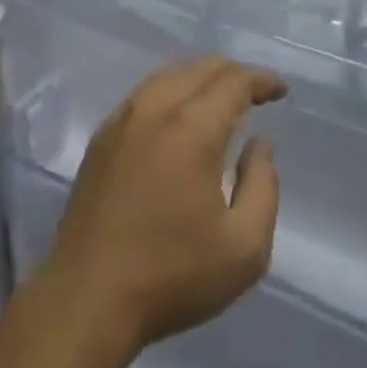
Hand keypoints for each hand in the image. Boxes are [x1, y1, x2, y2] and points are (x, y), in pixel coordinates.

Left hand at [41, 58, 285, 352]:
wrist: (86, 299)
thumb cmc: (171, 276)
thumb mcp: (244, 248)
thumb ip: (263, 187)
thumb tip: (259, 144)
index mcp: (192, 130)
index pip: (233, 82)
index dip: (261, 80)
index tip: (280, 91)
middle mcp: (155, 110)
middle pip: (200, 68)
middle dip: (233, 73)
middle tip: (256, 93)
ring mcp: (122, 121)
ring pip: (168, 75)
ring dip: (200, 78)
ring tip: (220, 98)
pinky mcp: (101, 138)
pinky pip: (144, 94)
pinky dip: (171, 90)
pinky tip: (177, 114)